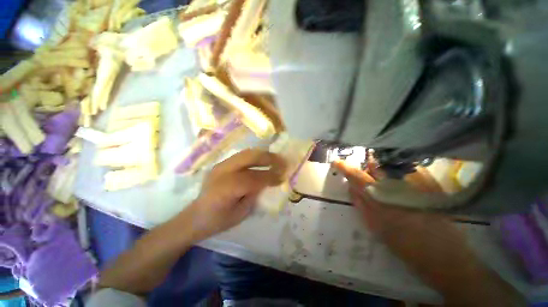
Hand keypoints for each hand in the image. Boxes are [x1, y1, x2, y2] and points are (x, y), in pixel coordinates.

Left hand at [188, 149, 286, 240]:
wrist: (194, 217)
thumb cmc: (217, 221)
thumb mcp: (240, 213)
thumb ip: (255, 194)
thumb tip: (268, 182)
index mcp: (226, 188)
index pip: (254, 177)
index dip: (270, 176)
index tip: (283, 177)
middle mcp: (222, 171)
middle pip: (249, 157)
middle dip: (268, 158)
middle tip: (282, 161)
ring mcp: (220, 165)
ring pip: (246, 153)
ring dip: (262, 154)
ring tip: (275, 159)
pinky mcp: (221, 164)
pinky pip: (241, 156)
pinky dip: (254, 157)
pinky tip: (262, 161)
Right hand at [332, 160, 441, 239]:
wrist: (446, 258)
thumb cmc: (407, 248)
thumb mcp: (378, 229)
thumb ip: (362, 206)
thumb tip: (351, 188)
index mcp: (382, 202)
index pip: (358, 178)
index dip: (346, 168)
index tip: (336, 162)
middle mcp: (398, 189)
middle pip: (376, 166)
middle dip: (368, 165)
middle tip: (368, 174)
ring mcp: (417, 185)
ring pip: (391, 165)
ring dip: (383, 168)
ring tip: (385, 181)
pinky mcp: (431, 186)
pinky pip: (409, 170)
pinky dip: (399, 171)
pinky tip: (402, 183)